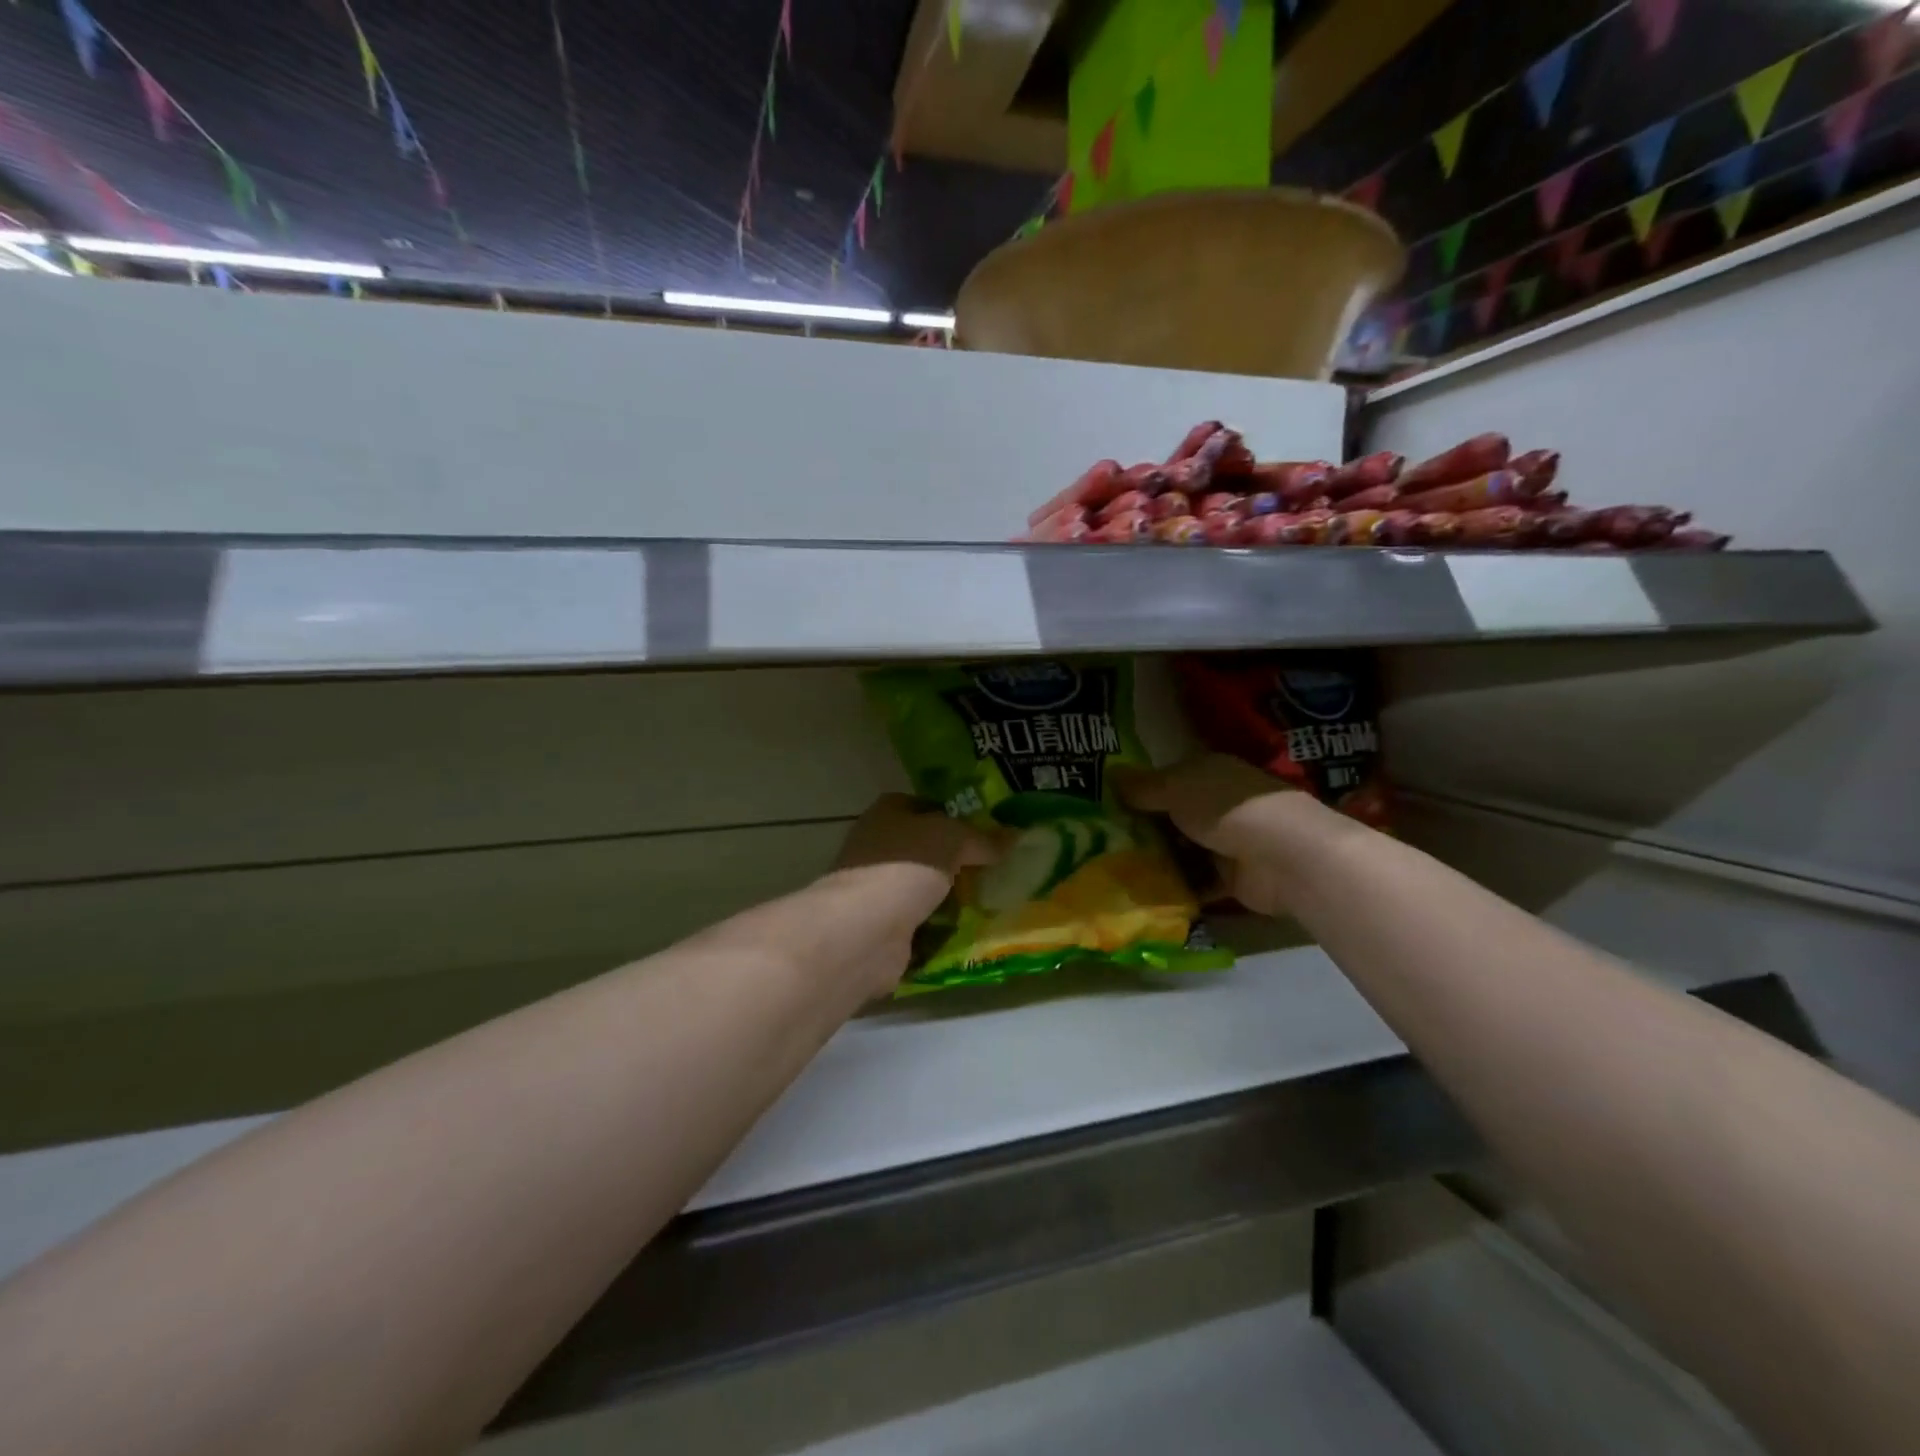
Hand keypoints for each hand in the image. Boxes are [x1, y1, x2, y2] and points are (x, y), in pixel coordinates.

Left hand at [826, 795, 1001, 997]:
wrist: (865, 928)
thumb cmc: (905, 865)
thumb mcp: (953, 838)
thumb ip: (983, 838)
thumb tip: (1015, 835)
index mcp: (887, 813)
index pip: (925, 806)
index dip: (955, 815)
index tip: (988, 831)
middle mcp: (877, 847)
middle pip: (926, 849)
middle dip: (957, 861)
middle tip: (998, 869)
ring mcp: (878, 890)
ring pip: (924, 888)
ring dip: (951, 898)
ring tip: (993, 902)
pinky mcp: (883, 928)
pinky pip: (922, 924)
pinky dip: (942, 929)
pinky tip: (972, 932)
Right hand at [1116, 755, 1317, 917]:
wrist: (1282, 855)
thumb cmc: (1224, 807)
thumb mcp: (1174, 788)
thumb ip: (1142, 787)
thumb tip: (1109, 774)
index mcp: (1208, 773)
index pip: (1168, 779)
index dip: (1140, 792)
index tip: (1107, 808)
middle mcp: (1218, 804)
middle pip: (1173, 817)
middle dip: (1144, 830)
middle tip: (1104, 843)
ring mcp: (1227, 842)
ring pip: (1183, 850)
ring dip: (1158, 861)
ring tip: (1116, 870)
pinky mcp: (1232, 878)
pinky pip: (1196, 882)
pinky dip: (1176, 888)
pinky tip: (1143, 893)